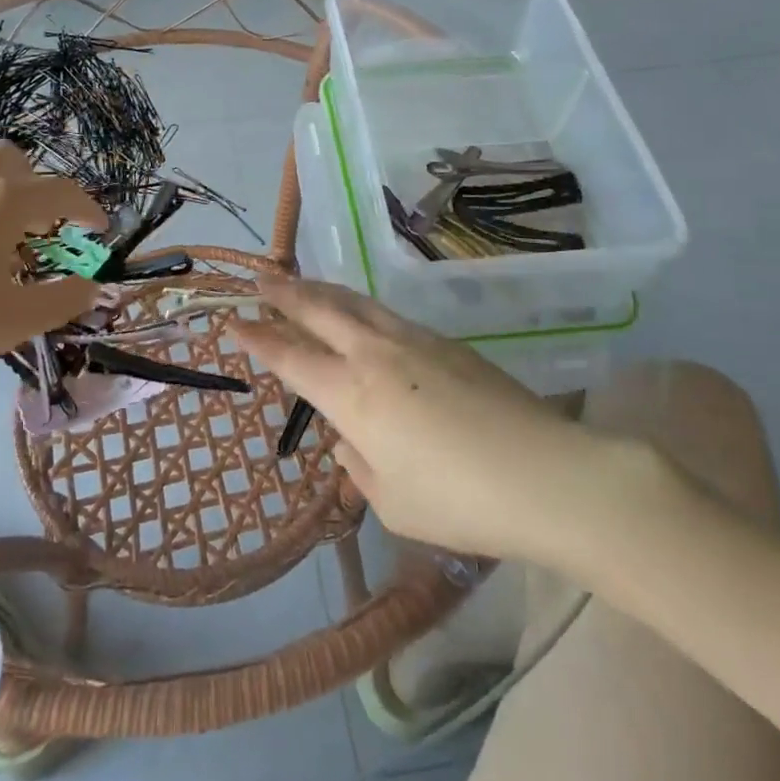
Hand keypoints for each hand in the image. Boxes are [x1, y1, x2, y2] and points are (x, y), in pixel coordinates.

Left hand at [0, 142, 104, 417]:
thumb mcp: (17, 320)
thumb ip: (64, 298)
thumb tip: (92, 285)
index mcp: (4, 201)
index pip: (61, 192)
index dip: (88, 209)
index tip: (99, 230)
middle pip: (15, 160)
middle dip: (38, 186)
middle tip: (43, 228)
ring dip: (1, 189)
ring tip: (1, 237)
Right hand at [234, 277, 626, 566]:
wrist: (547, 475)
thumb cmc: (460, 502)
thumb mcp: (393, 502)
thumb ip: (360, 467)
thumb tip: (350, 441)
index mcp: (352, 394)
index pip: (291, 357)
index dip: (258, 339)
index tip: (233, 322)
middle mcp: (375, 354)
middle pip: (319, 310)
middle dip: (284, 293)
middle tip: (259, 278)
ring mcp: (414, 341)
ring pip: (356, 302)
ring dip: (323, 291)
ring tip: (304, 284)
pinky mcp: (447, 343)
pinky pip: (388, 314)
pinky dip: (360, 307)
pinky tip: (362, 315)